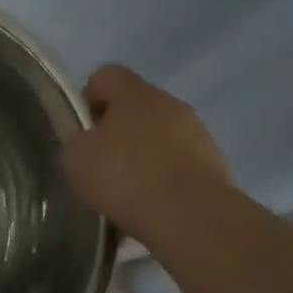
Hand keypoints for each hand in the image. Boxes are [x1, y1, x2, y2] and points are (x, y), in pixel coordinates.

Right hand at [61, 65, 233, 240]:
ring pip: (159, 138)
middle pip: (136, 107)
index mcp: (136, 94)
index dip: (88, 96)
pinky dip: (162, 180)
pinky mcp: (215, 167)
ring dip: (142, 157)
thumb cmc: (126, 177)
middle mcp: (171, 105)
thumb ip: (78, 142)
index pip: (107, 75)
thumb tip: (89, 144)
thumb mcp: (76, 158)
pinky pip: (178, 165)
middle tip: (99, 163)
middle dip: (116, 132)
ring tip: (125, 192)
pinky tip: (149, 206)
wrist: (192, 218)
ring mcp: (198, 135)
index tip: (81, 128)